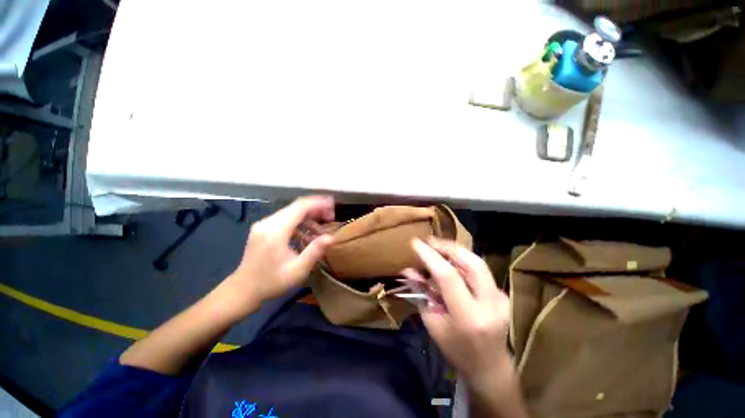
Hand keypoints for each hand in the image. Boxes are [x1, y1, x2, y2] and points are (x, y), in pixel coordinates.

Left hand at [216, 196, 334, 319]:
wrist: (243, 290)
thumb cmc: (271, 282)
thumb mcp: (297, 270)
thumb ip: (315, 251)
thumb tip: (331, 237)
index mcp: (275, 231)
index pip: (300, 207)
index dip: (318, 203)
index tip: (333, 205)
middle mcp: (268, 223)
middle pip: (296, 207)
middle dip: (316, 209)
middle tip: (331, 217)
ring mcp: (264, 224)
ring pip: (292, 212)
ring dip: (309, 217)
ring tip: (322, 229)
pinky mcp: (264, 228)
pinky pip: (286, 219)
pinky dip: (300, 223)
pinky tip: (308, 235)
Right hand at [403, 237, 510, 381]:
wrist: (489, 367)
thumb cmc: (455, 349)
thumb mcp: (432, 323)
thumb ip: (421, 293)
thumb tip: (407, 270)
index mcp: (468, 317)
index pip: (448, 277)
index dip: (431, 256)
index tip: (416, 243)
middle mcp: (490, 304)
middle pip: (472, 262)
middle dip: (448, 246)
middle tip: (430, 241)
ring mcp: (501, 299)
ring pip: (478, 262)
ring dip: (456, 251)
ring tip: (438, 247)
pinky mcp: (503, 295)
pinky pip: (480, 270)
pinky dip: (462, 261)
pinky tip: (450, 261)